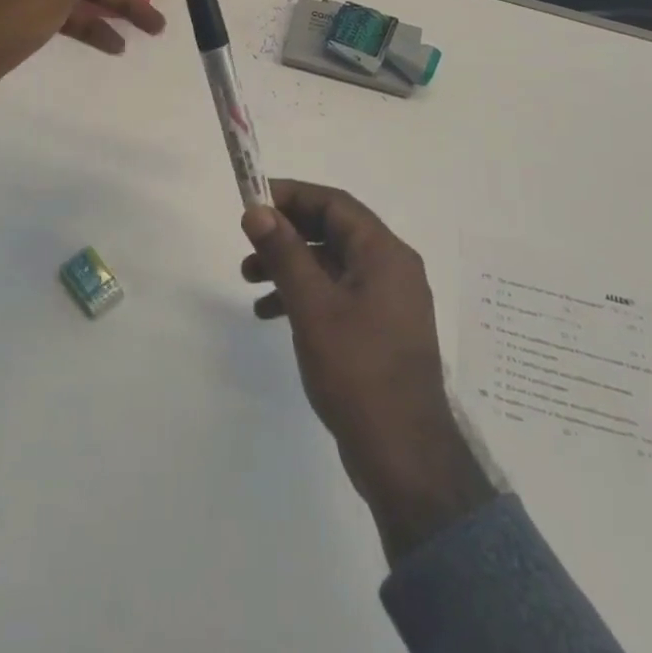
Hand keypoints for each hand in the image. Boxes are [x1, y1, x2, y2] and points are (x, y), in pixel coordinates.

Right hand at [241, 181, 494, 563]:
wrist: (403, 457)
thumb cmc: (358, 371)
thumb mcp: (312, 306)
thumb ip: (284, 253)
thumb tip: (257, 210)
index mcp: (385, 254)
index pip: (334, 203)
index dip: (292, 195)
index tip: (252, 201)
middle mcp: (392, 269)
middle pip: (333, 231)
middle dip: (287, 233)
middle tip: (247, 243)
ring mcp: (388, 302)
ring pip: (332, 264)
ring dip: (291, 265)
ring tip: (248, 280)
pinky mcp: (379, 331)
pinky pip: (337, 294)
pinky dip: (304, 295)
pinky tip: (270, 313)